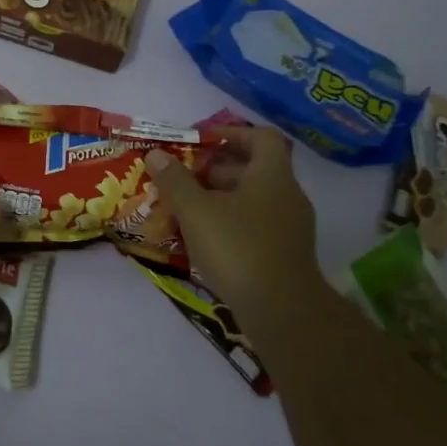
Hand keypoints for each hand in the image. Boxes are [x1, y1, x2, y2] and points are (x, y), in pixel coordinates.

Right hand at [146, 127, 325, 316]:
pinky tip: (203, 241)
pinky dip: (230, 225)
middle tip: (181, 178)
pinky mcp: (285, 254)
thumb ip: (174, 181)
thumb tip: (156, 154)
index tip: (201, 141)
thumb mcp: (196, 211)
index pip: (259, 136)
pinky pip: (256, 226)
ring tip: (184, 210)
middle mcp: (287, 195)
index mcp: (272, 175)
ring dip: (219, 200)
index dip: (230, 133)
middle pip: (252, 169)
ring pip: (252, 200)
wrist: (283, 312)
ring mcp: (290, 227)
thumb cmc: (239, 248)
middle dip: (214, 171)